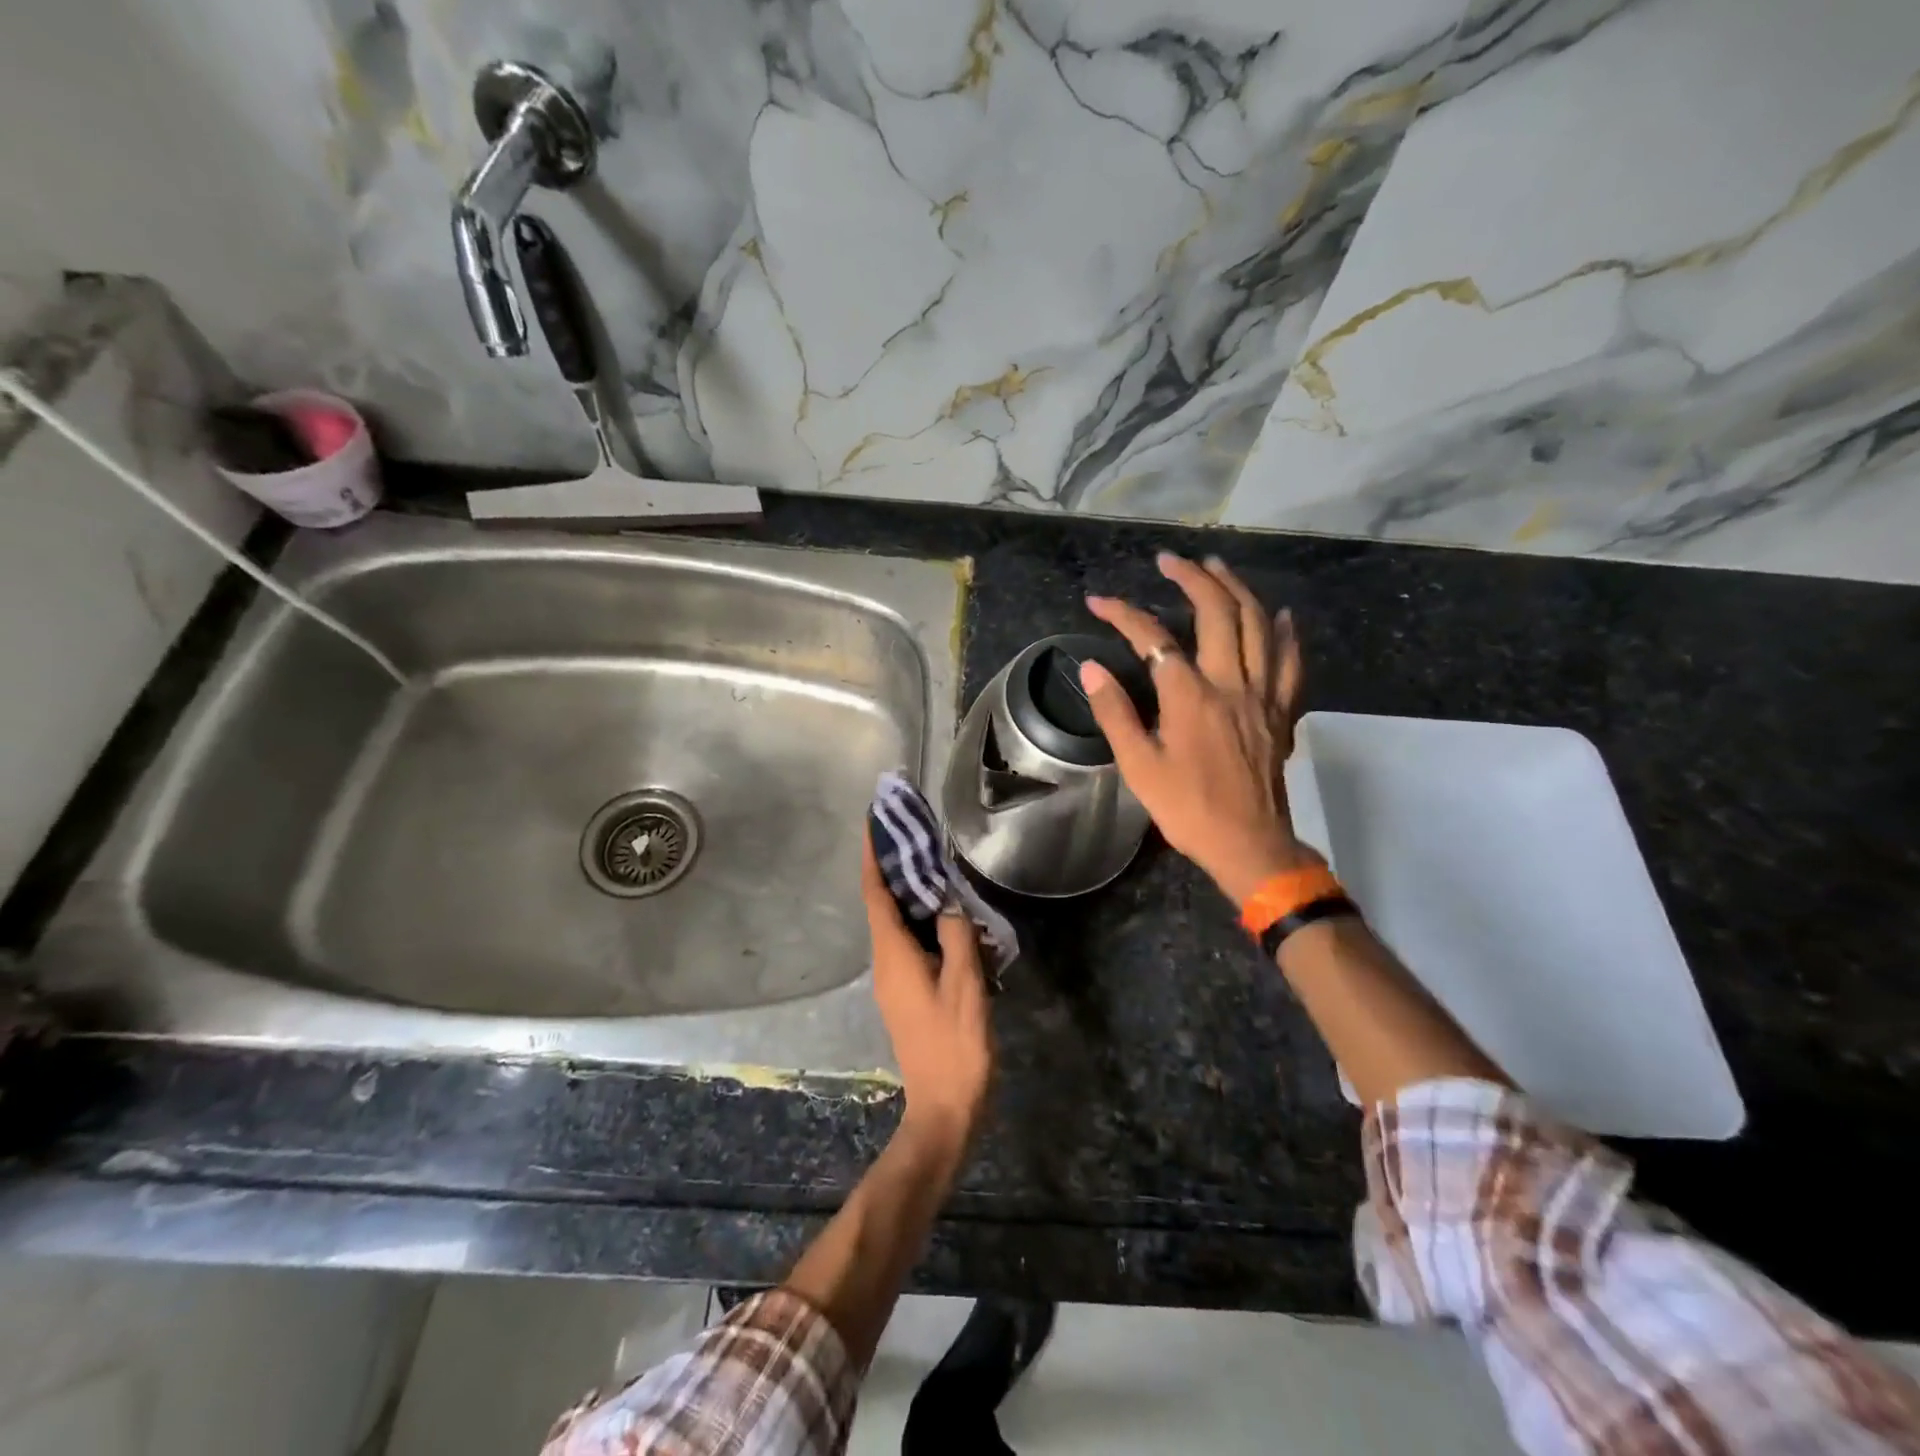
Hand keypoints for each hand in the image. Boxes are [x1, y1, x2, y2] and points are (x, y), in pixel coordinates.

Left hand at [861, 836, 992, 1158]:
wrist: (945, 1110)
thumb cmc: (955, 1045)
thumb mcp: (964, 986)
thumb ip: (956, 936)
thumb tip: (949, 902)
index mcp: (893, 956)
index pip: (875, 893)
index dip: (872, 856)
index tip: (873, 821)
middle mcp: (885, 963)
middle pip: (883, 904)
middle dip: (892, 867)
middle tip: (914, 833)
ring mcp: (894, 980)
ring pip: (897, 923)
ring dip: (910, 893)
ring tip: (935, 864)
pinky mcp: (907, 992)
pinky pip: (910, 943)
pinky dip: (923, 920)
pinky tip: (950, 916)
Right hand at [1082, 552, 1317, 905]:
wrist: (1248, 844)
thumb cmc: (1187, 809)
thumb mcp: (1139, 767)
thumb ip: (1115, 714)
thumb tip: (1091, 669)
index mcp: (1190, 697)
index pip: (1153, 639)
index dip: (1123, 614)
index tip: (1098, 601)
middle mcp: (1231, 684)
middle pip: (1217, 613)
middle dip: (1192, 578)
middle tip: (1170, 561)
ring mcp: (1263, 695)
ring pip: (1258, 625)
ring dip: (1236, 589)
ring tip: (1217, 567)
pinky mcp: (1281, 712)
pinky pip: (1290, 662)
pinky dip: (1284, 632)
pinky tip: (1278, 614)